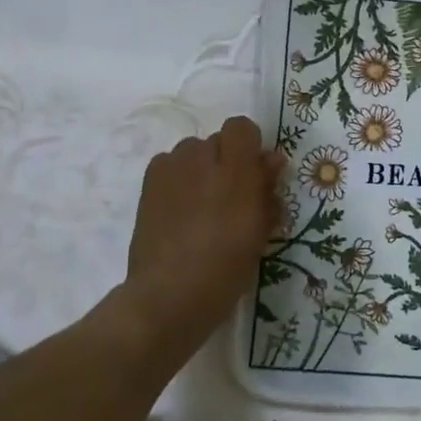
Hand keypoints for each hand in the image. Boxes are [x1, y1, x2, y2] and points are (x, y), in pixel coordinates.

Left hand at [120, 116, 283, 353]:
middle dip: (227, 160)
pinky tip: (179, 208)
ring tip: (202, 204)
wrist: (170, 293)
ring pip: (191, 152)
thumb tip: (272, 160)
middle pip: (217, 140)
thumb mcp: (260, 229)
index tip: (256, 175)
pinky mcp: (148, 184)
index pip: (242, 127)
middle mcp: (201, 158)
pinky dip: (177, 178)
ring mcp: (170, 169)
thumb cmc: (226, 266)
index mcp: (236, 168)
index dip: (250, 146)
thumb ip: (267, 188)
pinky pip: (168, 166)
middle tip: (231, 196)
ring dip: (201, 168)